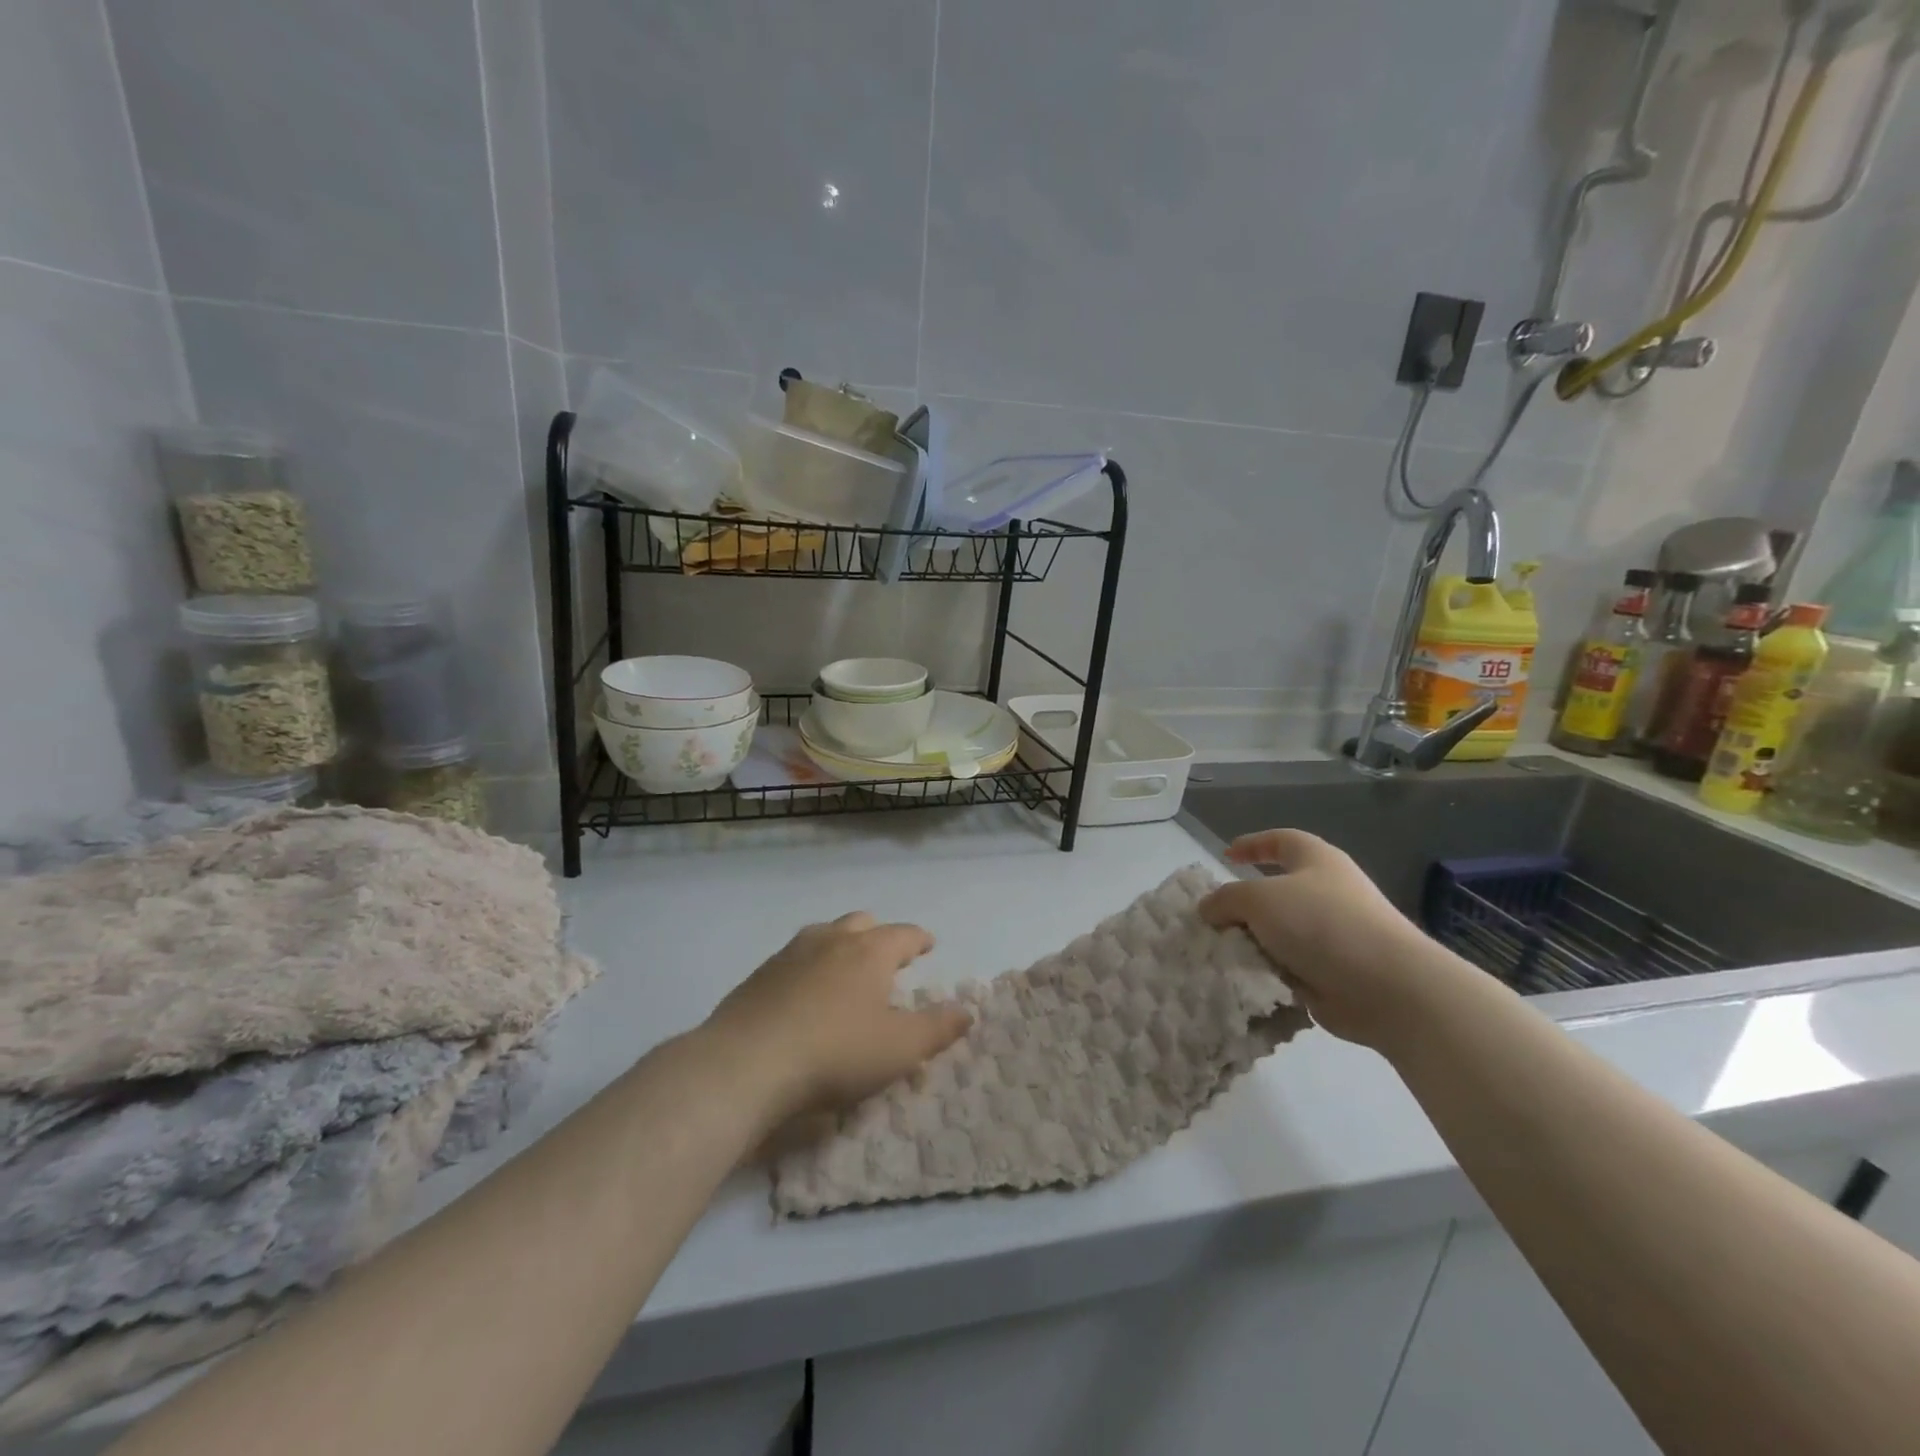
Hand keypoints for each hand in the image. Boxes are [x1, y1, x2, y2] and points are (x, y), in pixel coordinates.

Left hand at [706, 912, 971, 1123]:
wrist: (747, 1063)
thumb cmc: (836, 1053)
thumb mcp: (899, 1049)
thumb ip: (936, 1028)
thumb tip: (966, 1011)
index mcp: (869, 952)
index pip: (903, 934)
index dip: (919, 939)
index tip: (928, 944)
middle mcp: (831, 941)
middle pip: (862, 923)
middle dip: (879, 935)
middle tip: (887, 956)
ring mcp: (790, 954)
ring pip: (824, 934)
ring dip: (841, 944)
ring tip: (845, 968)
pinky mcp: (759, 975)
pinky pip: (794, 958)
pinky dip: (809, 966)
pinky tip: (804, 993)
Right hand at [1200, 829, 1462, 1050]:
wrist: (1388, 988)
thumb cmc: (1322, 924)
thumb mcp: (1258, 898)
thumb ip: (1226, 898)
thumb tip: (1209, 909)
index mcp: (1317, 861)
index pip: (1280, 840)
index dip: (1252, 844)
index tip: (1225, 856)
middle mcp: (1328, 892)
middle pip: (1277, 890)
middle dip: (1245, 905)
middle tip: (1215, 918)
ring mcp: (1335, 934)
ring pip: (1280, 932)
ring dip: (1254, 942)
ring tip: (1223, 953)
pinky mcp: (1336, 972)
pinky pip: (1290, 966)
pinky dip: (1269, 971)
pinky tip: (1246, 978)